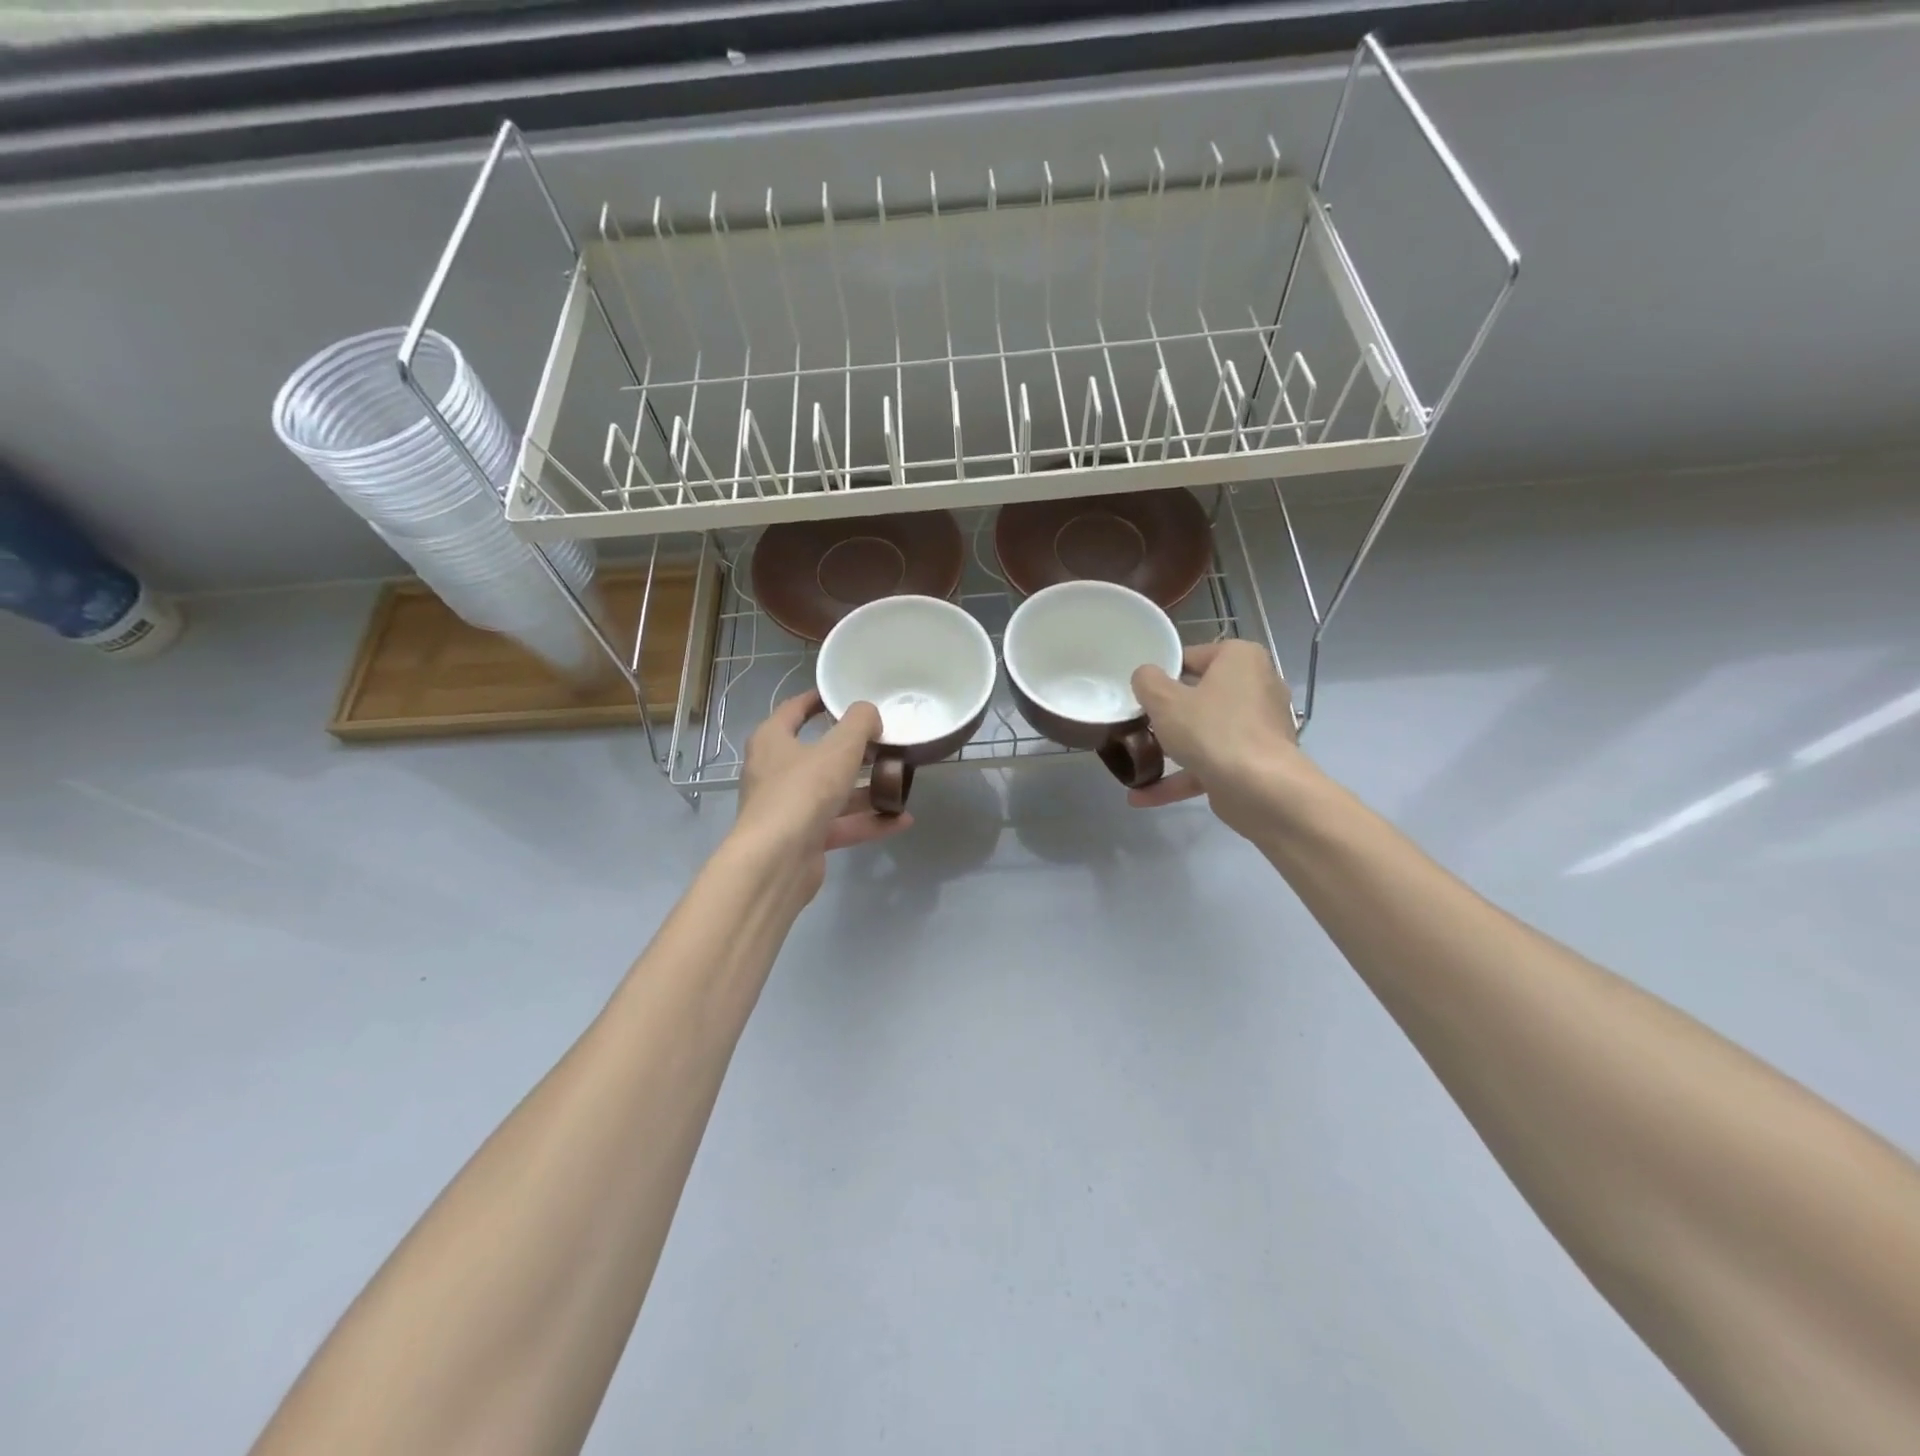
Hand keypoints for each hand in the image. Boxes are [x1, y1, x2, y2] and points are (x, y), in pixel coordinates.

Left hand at [733, 689, 910, 900]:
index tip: (844, 695)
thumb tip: (870, 715)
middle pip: (818, 754)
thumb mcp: (839, 748)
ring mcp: (789, 808)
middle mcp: (775, 772)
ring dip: (865, 789)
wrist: (776, 862)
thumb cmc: (802, 791)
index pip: (794, 709)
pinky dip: (868, 821)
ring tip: (900, 781)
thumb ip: (860, 723)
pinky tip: (901, 820)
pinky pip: (841, 824)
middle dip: (853, 750)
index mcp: (772, 741)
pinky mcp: (804, 839)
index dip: (818, 699)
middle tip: (884, 741)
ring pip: (832, 792)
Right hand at [1128, 640, 1309, 839]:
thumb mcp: (1164, 700)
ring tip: (1133, 762)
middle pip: (1198, 696)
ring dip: (1168, 750)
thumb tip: (1145, 677)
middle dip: (1165, 715)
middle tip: (1135, 724)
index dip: (1161, 675)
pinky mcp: (1254, 763)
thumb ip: (1147, 682)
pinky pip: (1210, 763)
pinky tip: (1141, 796)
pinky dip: (1179, 778)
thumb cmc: (1211, 730)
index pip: (1191, 657)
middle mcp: (1256, 687)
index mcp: (1241, 659)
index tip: (1138, 694)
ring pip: (1203, 733)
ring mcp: (1258, 728)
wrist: (1261, 790)